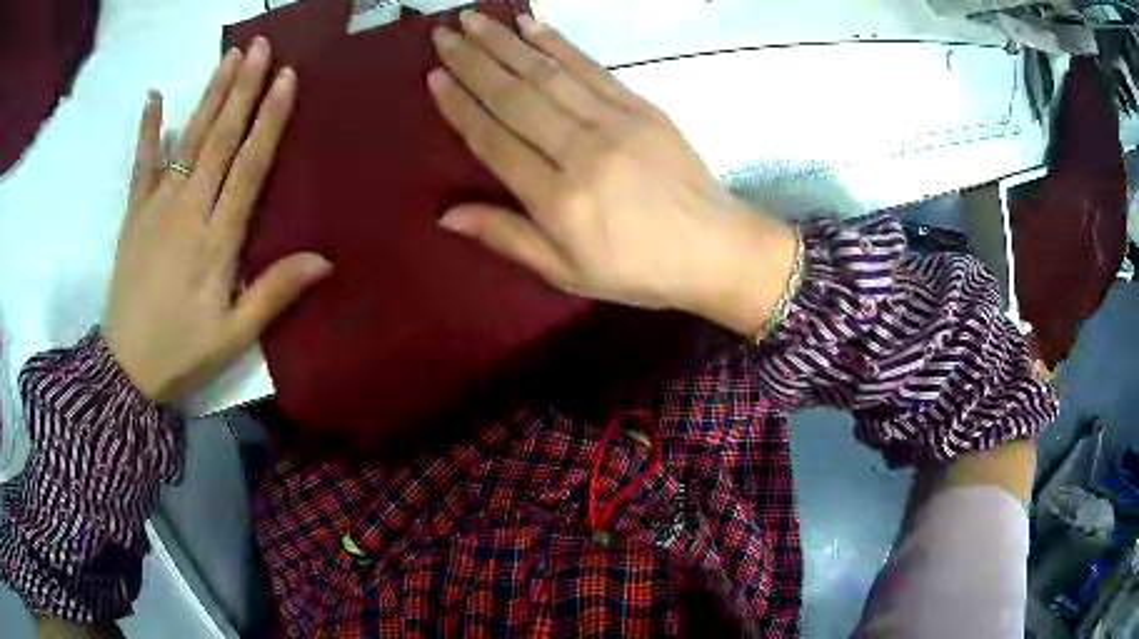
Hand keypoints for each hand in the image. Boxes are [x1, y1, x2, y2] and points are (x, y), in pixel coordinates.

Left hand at [103, 38, 331, 403]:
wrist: (124, 370)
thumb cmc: (182, 353)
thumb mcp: (233, 336)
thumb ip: (273, 293)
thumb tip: (324, 260)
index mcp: (216, 240)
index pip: (248, 166)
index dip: (268, 121)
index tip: (286, 79)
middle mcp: (187, 210)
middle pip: (218, 140)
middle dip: (242, 90)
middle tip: (260, 47)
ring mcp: (156, 208)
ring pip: (187, 141)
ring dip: (209, 96)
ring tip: (229, 57)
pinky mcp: (134, 215)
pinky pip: (141, 165)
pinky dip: (147, 130)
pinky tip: (154, 96)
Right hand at [429, 11, 796, 335]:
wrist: (716, 249)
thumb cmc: (639, 270)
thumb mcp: (567, 272)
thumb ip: (507, 237)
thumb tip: (445, 215)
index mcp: (558, 199)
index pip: (494, 140)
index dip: (460, 106)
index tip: (433, 77)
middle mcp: (581, 150)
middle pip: (514, 96)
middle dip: (473, 61)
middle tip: (443, 34)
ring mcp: (615, 121)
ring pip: (547, 73)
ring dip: (505, 42)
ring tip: (473, 19)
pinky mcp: (641, 106)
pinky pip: (590, 67)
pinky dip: (557, 43)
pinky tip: (530, 24)